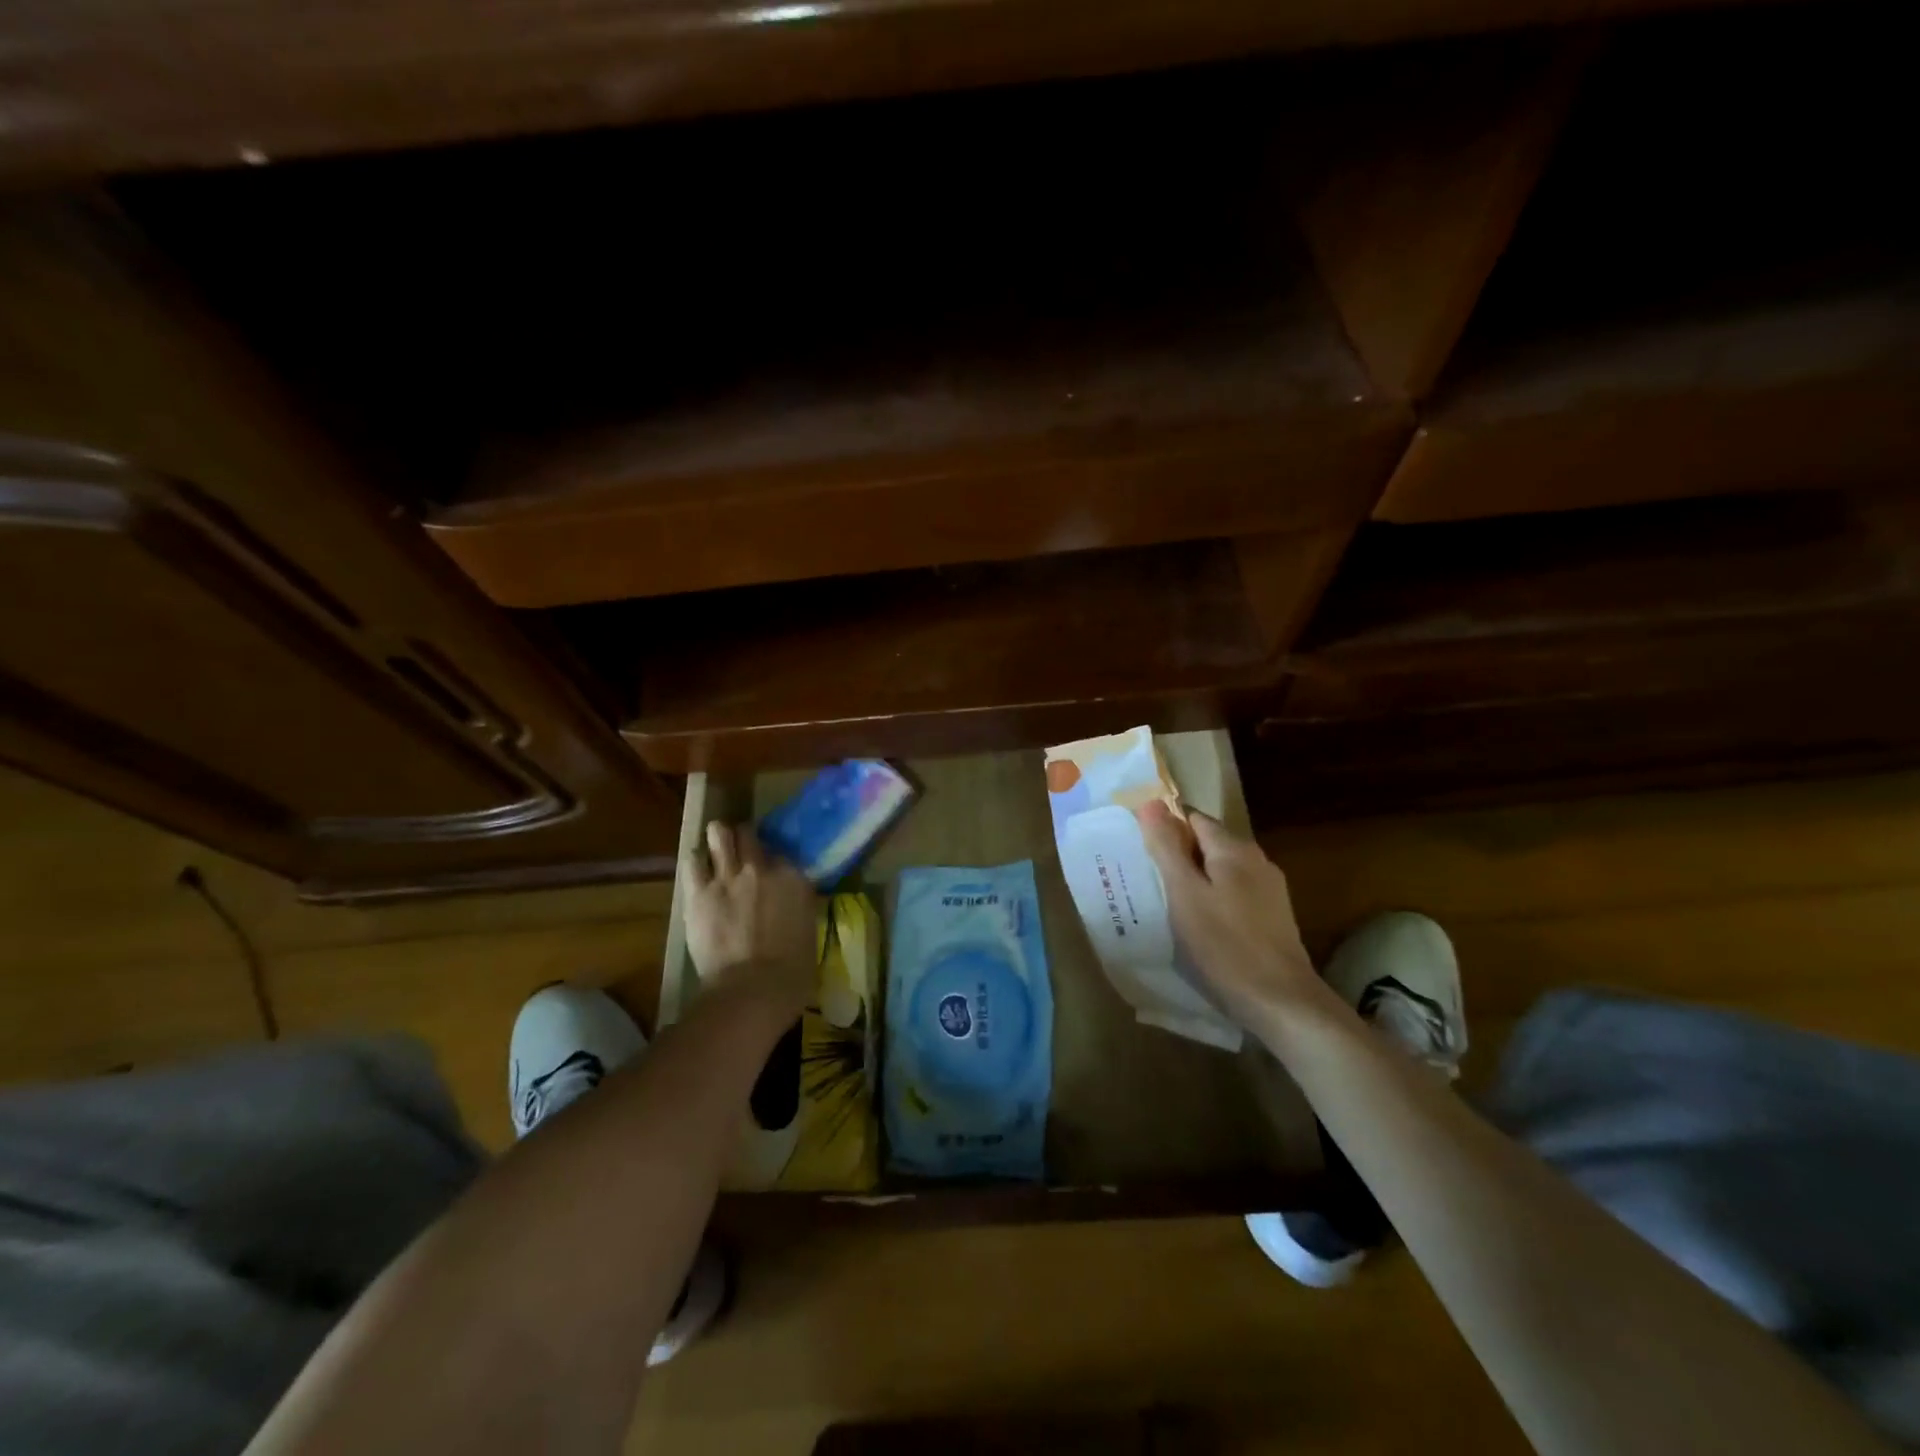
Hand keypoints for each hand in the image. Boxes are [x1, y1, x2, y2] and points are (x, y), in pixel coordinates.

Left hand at [683, 821, 815, 1017]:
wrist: (753, 990)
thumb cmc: (792, 973)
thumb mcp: (808, 932)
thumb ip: (797, 909)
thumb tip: (790, 906)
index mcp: (794, 879)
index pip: (781, 853)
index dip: (773, 860)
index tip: (770, 871)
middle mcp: (762, 868)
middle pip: (749, 834)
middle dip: (744, 838)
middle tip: (741, 851)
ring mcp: (728, 877)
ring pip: (719, 834)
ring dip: (718, 839)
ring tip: (716, 849)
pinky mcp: (699, 893)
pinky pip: (692, 861)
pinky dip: (695, 860)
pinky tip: (697, 868)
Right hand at [1135, 800, 1325, 1026]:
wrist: (1281, 1002)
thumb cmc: (1224, 944)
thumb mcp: (1184, 894)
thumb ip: (1166, 847)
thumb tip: (1151, 803)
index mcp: (1234, 848)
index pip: (1193, 818)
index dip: (1165, 828)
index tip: (1141, 852)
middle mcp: (1256, 860)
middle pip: (1208, 843)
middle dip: (1178, 855)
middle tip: (1148, 879)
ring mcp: (1269, 890)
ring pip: (1221, 870)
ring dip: (1195, 880)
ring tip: (1167, 903)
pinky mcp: (1273, 917)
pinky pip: (1233, 893)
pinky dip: (1212, 899)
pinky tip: (1198, 924)